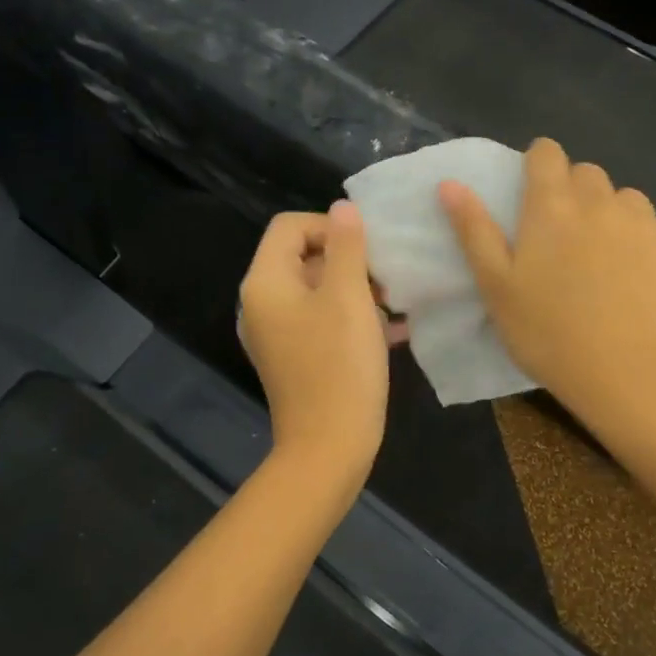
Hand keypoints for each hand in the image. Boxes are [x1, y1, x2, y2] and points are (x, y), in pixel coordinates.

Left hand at [238, 202, 391, 483]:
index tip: (368, 250)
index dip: (330, 226)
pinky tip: (393, 330)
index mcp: (265, 282)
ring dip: (355, 289)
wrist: (329, 447)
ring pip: (316, 289)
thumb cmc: (340, 366)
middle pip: (302, 256)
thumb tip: (344, 208)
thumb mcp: (349, 297)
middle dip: (348, 259)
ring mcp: (276, 333)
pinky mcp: (293, 356)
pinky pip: (321, 320)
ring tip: (394, 305)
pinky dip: (351, 316)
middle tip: (386, 279)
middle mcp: (261, 303)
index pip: (290, 226)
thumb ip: (347, 246)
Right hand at [440, 138, 655, 419]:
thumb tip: (450, 183)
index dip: (538, 165)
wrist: (627, 373)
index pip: (546, 152)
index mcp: (551, 205)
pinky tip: (643, 274)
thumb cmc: (548, 332)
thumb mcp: (496, 286)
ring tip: (606, 260)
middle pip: (586, 174)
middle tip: (564, 239)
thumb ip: (474, 230)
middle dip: (573, 193)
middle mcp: (600, 200)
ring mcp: (645, 220)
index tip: (533, 196)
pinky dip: (650, 239)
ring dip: (612, 215)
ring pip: (625, 199)